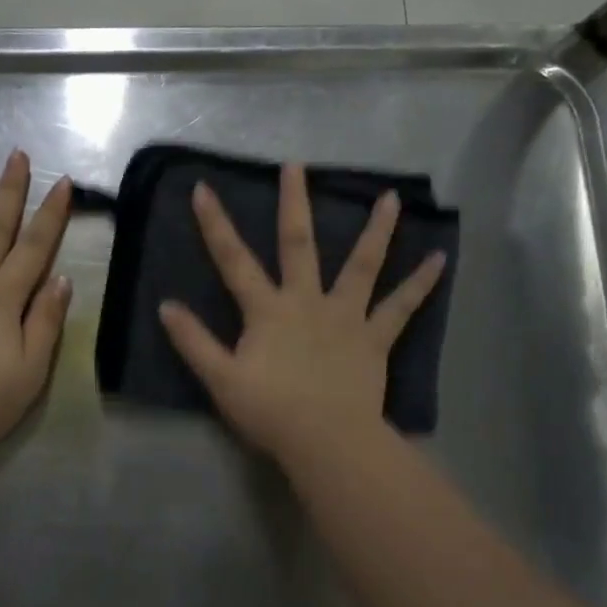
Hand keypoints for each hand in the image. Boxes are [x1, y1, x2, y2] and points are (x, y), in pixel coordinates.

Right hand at [157, 161, 446, 464]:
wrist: (326, 440)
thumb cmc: (270, 411)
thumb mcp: (221, 378)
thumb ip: (193, 341)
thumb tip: (166, 306)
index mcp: (268, 310)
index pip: (234, 260)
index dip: (216, 225)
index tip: (204, 189)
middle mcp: (307, 301)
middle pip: (299, 244)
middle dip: (294, 203)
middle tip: (296, 165)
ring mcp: (346, 316)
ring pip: (362, 265)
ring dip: (376, 230)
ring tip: (392, 198)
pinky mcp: (375, 338)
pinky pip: (401, 308)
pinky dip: (420, 284)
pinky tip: (440, 259)